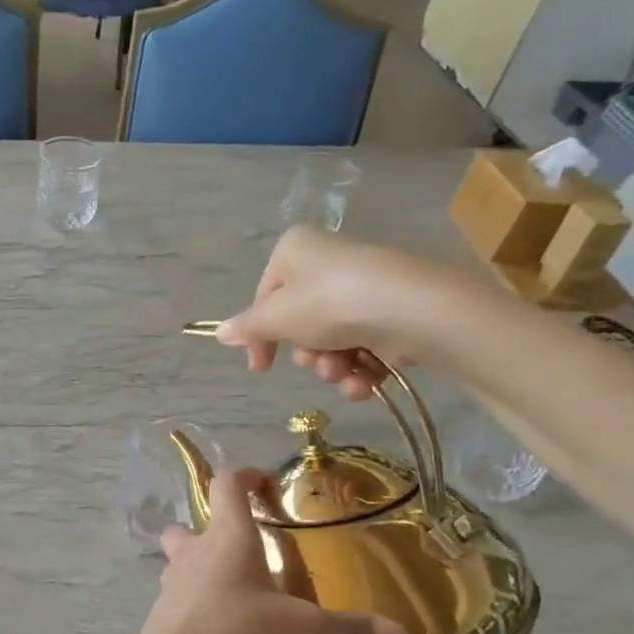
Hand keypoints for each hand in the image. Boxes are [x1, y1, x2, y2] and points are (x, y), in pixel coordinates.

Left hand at [128, 468, 406, 633]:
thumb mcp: (303, 632)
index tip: (267, 485)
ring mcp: (172, 584)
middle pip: (193, 523)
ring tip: (242, 594)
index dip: (245, 476)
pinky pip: (183, 597)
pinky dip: (201, 604)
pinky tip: (227, 631)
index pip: (227, 484)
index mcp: (227, 537)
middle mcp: (194, 552)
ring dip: (207, 568)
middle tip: (251, 552)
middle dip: (217, 530)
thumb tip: (400, 632)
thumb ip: (349, 630)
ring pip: (183, 561)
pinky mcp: (162, 616)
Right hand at [215, 229, 481, 399]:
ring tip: (346, 373)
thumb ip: (248, 328)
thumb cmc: (331, 303)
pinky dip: (361, 368)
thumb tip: (219, 333)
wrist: (414, 309)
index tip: (260, 369)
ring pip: (332, 339)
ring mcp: (362, 286)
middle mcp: (327, 262)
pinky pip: (363, 344)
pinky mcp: (392, 310)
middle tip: (317, 363)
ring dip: (333, 366)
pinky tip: (366, 381)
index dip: (260, 337)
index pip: (264, 297)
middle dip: (307, 354)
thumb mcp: (277, 317)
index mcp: (295, 251)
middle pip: (300, 322)